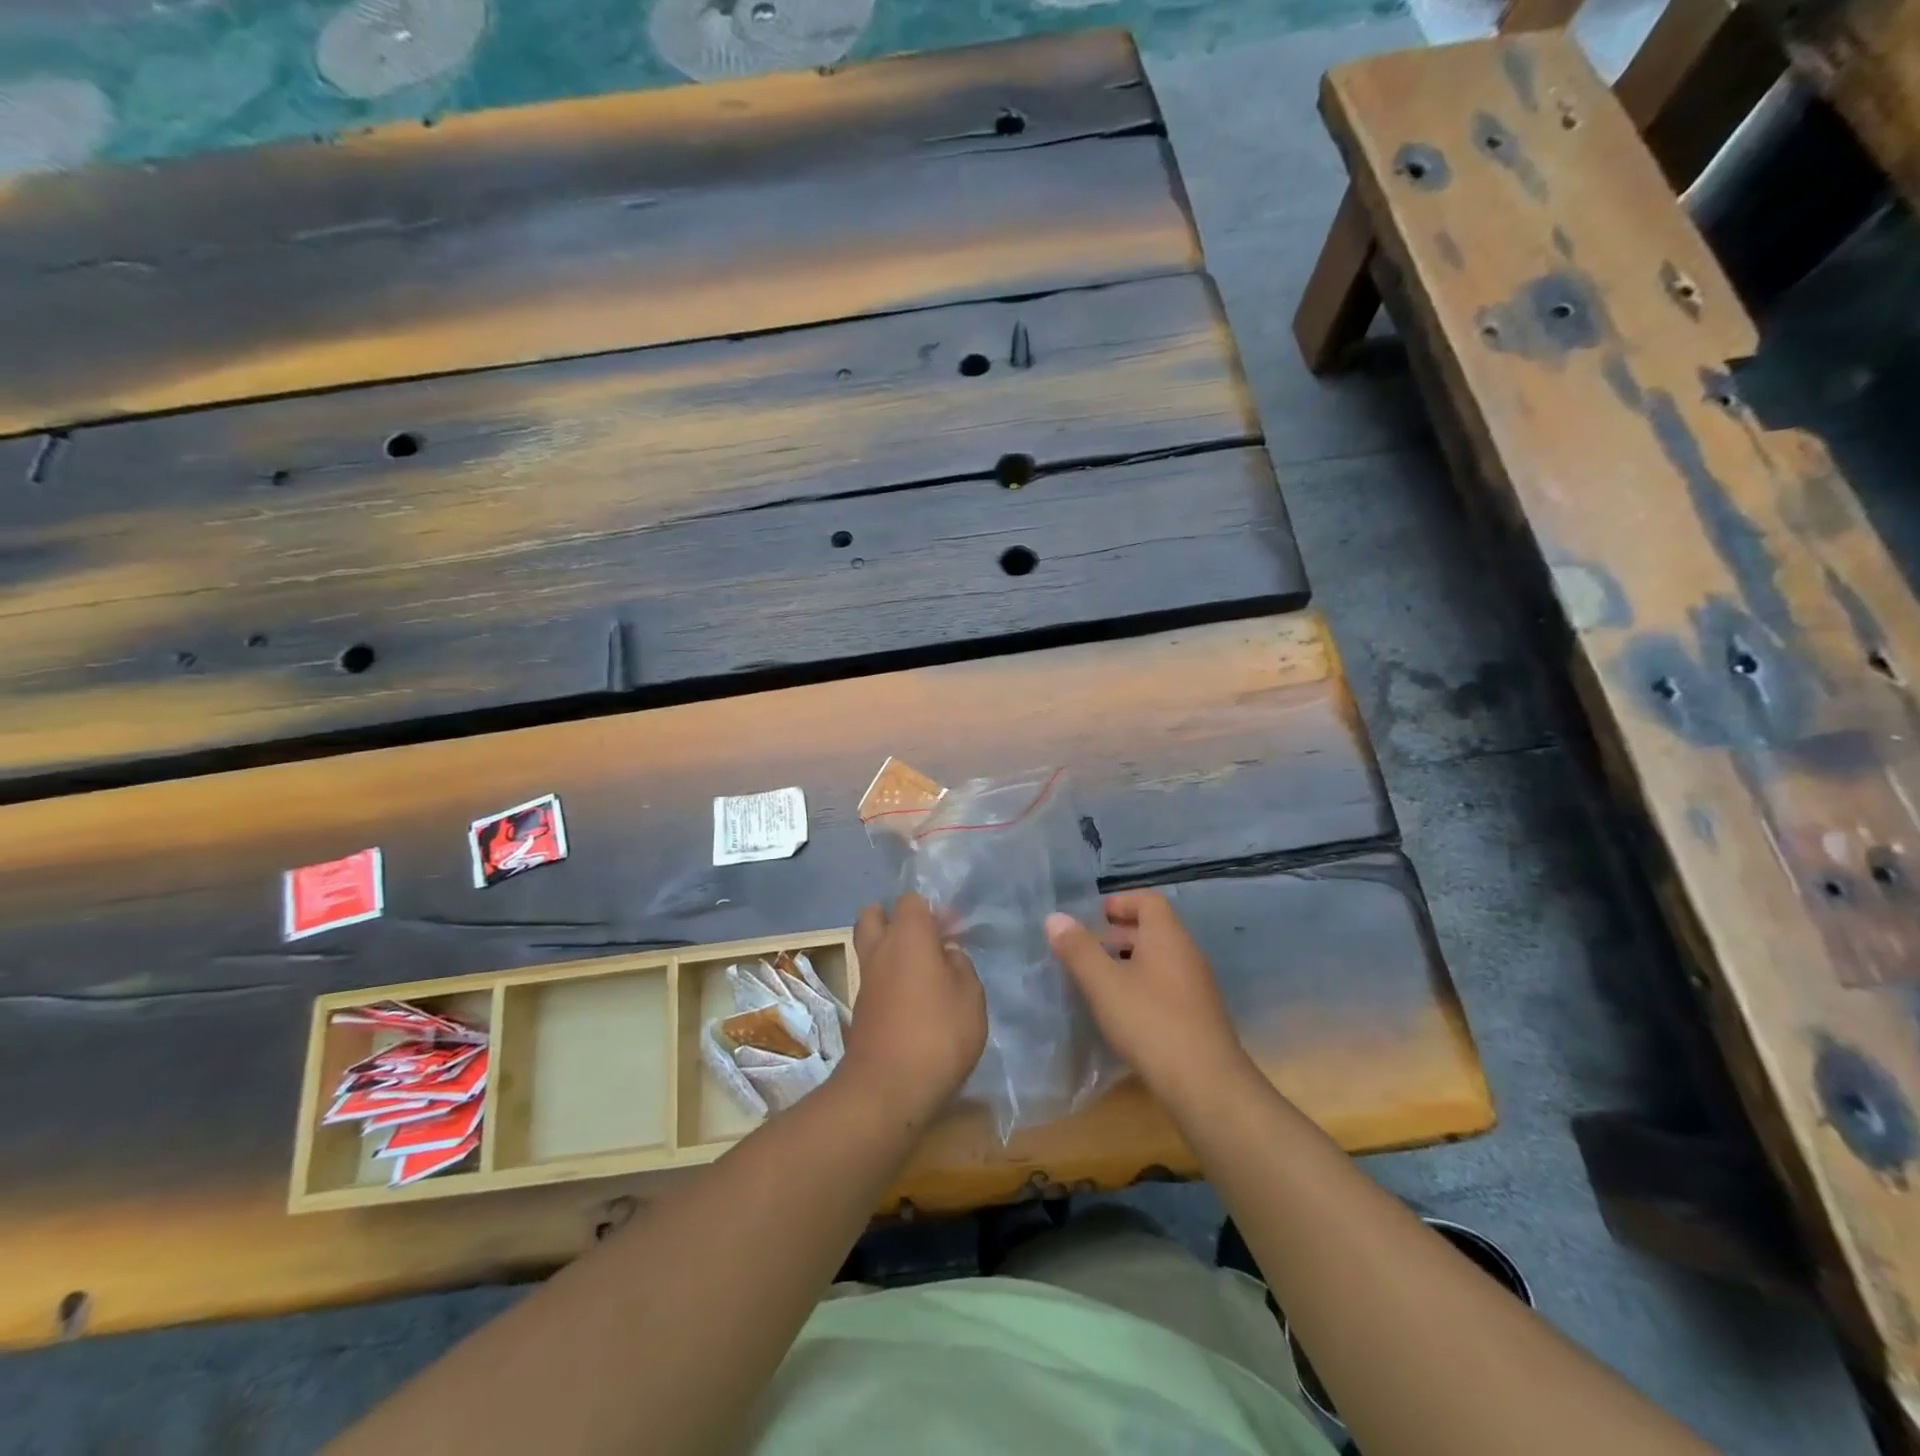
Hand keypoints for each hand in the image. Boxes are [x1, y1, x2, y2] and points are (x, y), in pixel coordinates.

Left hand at [845, 894, 986, 1124]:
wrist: (888, 1088)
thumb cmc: (938, 1033)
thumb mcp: (971, 996)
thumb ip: (961, 966)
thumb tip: (947, 954)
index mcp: (908, 935)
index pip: (911, 900)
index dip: (932, 910)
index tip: (952, 931)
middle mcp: (880, 949)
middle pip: (875, 915)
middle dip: (896, 919)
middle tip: (925, 941)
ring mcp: (865, 979)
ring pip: (870, 947)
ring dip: (891, 951)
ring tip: (924, 972)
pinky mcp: (860, 1008)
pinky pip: (873, 978)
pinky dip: (889, 979)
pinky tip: (914, 1000)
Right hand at [1046, 890, 1254, 1109]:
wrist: (1207, 1084)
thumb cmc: (1151, 1022)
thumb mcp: (1104, 984)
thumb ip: (1078, 949)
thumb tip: (1055, 918)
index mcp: (1167, 937)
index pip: (1149, 901)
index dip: (1121, 902)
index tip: (1095, 916)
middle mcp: (1187, 954)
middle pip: (1154, 930)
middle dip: (1119, 934)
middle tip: (1088, 949)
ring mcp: (1197, 987)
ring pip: (1159, 960)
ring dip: (1129, 962)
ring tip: (1099, 981)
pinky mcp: (1198, 1016)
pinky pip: (1166, 986)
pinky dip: (1142, 987)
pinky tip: (1123, 1012)